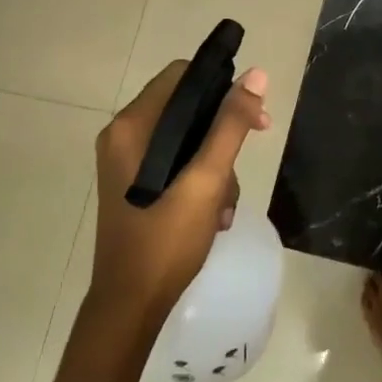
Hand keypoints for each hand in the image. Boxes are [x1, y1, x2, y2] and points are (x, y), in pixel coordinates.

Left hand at [91, 61, 270, 323]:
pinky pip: (177, 162)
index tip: (254, 114)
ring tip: (225, 205)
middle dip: (224, 131)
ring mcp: (127, 162)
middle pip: (187, 107)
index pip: (182, 75)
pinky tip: (215, 214)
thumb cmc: (166, 239)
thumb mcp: (207, 179)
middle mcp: (124, 136)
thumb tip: (256, 75)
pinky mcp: (136, 184)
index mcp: (131, 126)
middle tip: (257, 143)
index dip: (222, 86)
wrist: (130, 306)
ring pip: (187, 138)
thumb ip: (230, 125)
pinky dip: (201, 180)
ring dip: (217, 165)